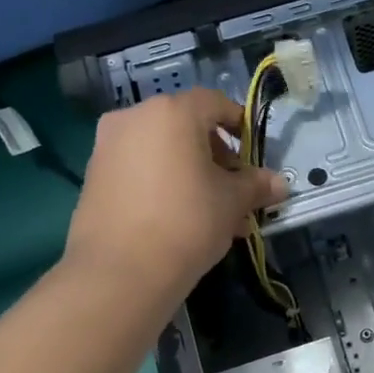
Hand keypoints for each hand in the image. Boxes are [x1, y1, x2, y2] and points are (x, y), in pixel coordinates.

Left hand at [63, 89, 287, 312]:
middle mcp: (134, 118)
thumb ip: (256, 185)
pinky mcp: (93, 176)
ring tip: (211, 210)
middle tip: (234, 187)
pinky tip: (179, 218)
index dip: (239, 123)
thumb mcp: (233, 202)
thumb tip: (279, 184)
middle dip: (214, 154)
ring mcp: (107, 146)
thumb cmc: (188, 221)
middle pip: (185, 125)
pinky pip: (139, 168)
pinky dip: (162, 183)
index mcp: (172, 113)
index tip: (252, 152)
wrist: (121, 270)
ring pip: (161, 150)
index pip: (214, 103)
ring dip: (189, 171)